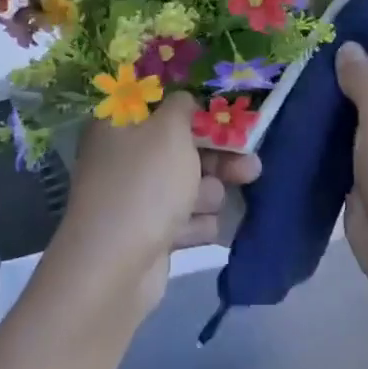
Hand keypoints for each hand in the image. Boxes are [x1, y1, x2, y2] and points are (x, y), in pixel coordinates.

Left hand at [52, 93, 261, 316]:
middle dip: (218, 158)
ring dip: (208, 193)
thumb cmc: (145, 184)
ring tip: (210, 203)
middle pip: (180, 149)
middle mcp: (123, 159)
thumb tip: (184, 102)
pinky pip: (183, 220)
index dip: (195, 111)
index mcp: (118, 127)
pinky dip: (195, 224)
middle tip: (251, 165)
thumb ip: (184, 107)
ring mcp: (135, 199)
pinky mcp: (148, 234)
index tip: (228, 117)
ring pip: (187, 186)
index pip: (160, 108)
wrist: (116, 266)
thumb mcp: (169, 131)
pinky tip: (202, 229)